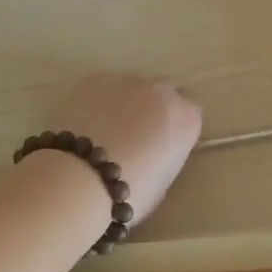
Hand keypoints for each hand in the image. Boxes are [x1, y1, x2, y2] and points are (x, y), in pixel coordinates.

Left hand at [43, 73, 202, 224]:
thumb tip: (153, 150)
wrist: (80, 179)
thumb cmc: (129, 193)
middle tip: (134, 136)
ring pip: (132, 88)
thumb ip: (165, 155)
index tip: (163, 145)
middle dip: (153, 109)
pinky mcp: (95, 78)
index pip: (191, 114)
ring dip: (125, 103)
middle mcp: (162, 91)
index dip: (175, 129)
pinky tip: (84, 122)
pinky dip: (98, 100)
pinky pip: (103, 87)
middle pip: (163, 94)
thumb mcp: (163, 182)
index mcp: (186, 118)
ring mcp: (128, 80)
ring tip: (104, 130)